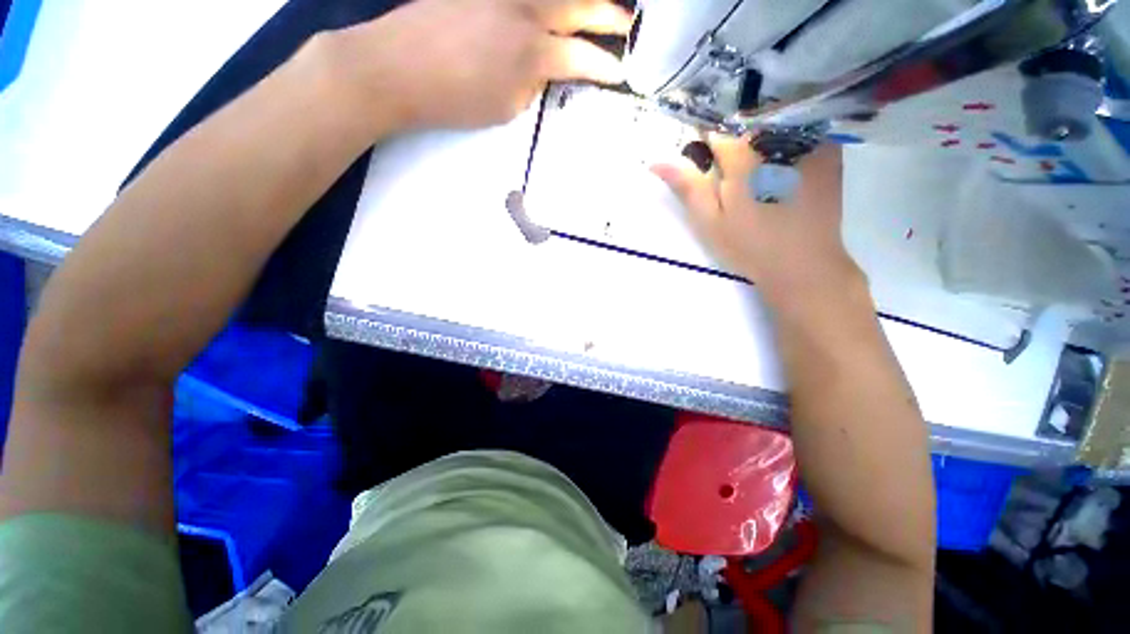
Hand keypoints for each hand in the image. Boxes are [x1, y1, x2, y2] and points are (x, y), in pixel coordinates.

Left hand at [329, 0, 630, 132]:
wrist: (397, 67)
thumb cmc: (454, 100)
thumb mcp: (505, 108)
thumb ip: (532, 85)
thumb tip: (544, 68)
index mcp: (533, 53)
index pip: (582, 58)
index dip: (605, 67)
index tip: (620, 74)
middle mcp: (526, 11)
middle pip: (581, 6)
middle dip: (610, 16)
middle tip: (627, 25)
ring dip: (583, 0)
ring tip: (597, 8)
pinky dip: (545, 2)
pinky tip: (552, 8)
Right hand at [652, 136, 864, 310]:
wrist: (803, 264)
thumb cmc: (748, 245)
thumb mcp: (709, 221)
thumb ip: (687, 187)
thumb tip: (656, 161)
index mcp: (742, 156)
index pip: (715, 129)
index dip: (703, 138)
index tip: (699, 152)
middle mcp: (776, 139)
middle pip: (745, 122)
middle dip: (732, 135)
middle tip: (729, 167)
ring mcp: (807, 142)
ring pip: (773, 121)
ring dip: (758, 133)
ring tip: (755, 165)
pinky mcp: (828, 151)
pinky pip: (801, 129)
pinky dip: (787, 137)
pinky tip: (782, 162)